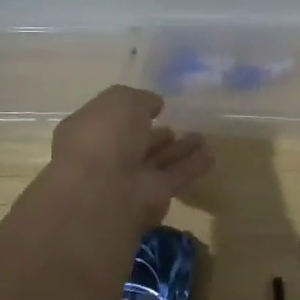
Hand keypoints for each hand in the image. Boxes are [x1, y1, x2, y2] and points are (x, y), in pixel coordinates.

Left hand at [51, 85, 214, 230]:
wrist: (101, 189)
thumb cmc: (103, 136)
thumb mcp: (121, 100)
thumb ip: (142, 100)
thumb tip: (155, 105)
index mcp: (89, 131)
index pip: (112, 121)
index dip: (132, 114)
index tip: (155, 108)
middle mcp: (106, 157)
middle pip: (136, 145)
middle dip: (156, 136)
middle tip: (178, 127)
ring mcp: (128, 180)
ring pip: (158, 162)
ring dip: (179, 151)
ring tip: (201, 138)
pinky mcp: (152, 199)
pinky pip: (175, 177)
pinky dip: (192, 167)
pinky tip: (211, 155)